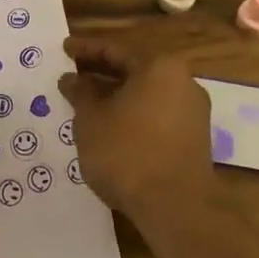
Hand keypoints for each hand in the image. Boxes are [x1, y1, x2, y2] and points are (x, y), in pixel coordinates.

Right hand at [58, 37, 214, 227]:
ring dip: (116, 96)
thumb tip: (72, 79)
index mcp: (159, 67)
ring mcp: (192, 112)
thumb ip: (80, 93)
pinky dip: (132, 115)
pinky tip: (110, 127)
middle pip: (134, 70)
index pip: (115, 50)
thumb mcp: (90, 119)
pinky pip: (156, 115)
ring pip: (145, 94)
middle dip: (101, 73)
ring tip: (86, 103)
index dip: (85, 49)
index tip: (64, 49)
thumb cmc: (127, 152)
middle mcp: (182, 82)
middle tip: (72, 75)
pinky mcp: (194, 139)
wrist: (176, 208)